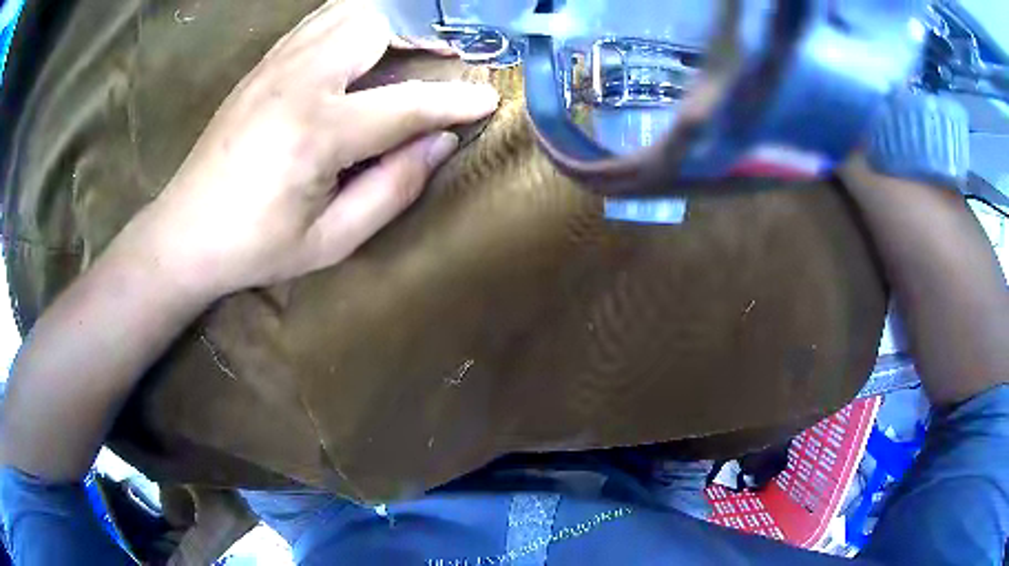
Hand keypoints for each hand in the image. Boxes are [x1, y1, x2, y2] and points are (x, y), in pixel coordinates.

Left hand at [125, 0, 498, 299]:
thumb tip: (440, 142)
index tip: (488, 99)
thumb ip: (393, 189)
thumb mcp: (331, 241)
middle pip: (377, 25)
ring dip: (392, 19)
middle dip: (425, 31)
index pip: (406, 103)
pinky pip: (320, 20)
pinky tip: (370, 38)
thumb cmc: (255, 247)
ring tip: (418, 39)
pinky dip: (357, 18)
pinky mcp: (264, 63)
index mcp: (315, 131)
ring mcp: (276, 64)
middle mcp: (297, 80)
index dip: (454, 101)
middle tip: (450, 53)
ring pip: (349, 11)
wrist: (184, 232)